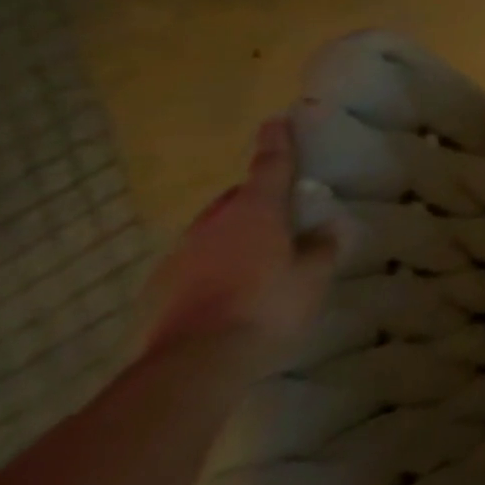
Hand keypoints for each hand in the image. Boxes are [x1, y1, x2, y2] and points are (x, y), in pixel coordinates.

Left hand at [140, 118, 338, 364]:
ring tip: (257, 256)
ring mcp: (182, 254)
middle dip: (256, 198)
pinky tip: (230, 288)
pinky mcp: (161, 287)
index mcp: (256, 211)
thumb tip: (323, 230)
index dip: (277, 142)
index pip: (270, 165)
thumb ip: (320, 248)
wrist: (194, 363)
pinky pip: (196, 262)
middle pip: (237, 198)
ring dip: (234, 233)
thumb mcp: (313, 276)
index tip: (276, 120)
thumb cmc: (267, 306)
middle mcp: (215, 222)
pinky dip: (214, 264)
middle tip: (280, 213)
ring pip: (214, 230)